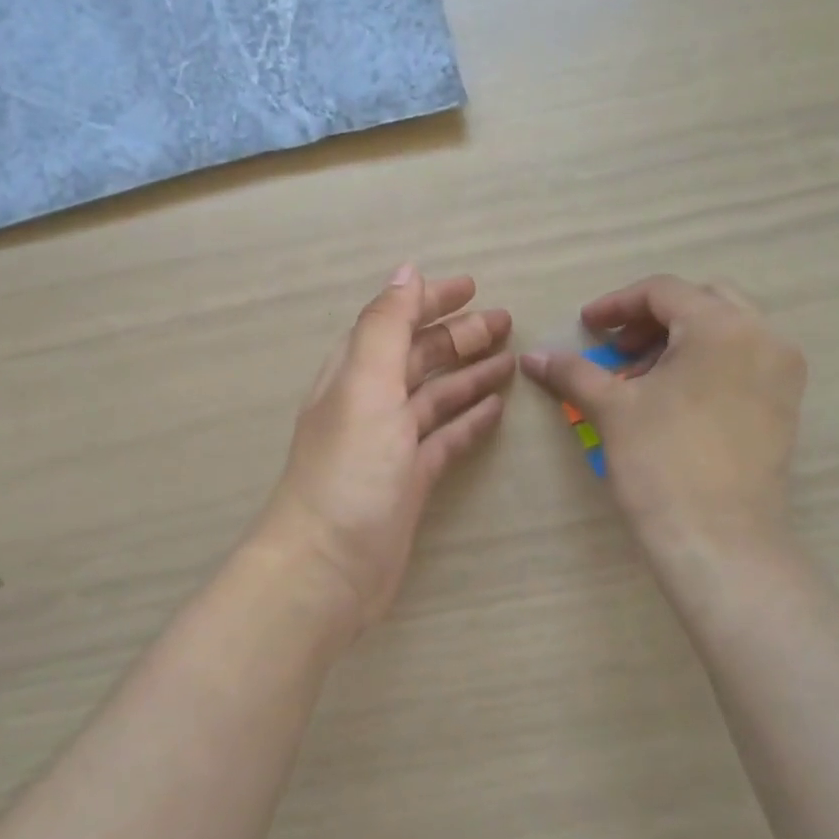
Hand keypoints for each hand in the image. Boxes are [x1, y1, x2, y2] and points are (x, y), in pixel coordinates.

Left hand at [255, 266, 514, 638]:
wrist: (327, 568)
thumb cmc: (348, 471)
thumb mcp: (365, 386)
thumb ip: (385, 327)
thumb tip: (407, 271)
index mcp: (354, 375)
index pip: (394, 323)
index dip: (429, 302)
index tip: (473, 287)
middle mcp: (371, 404)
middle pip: (418, 358)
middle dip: (459, 336)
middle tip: (506, 321)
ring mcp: (391, 446)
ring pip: (435, 398)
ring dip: (469, 375)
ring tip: (510, 360)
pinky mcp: (410, 481)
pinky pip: (445, 439)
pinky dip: (468, 421)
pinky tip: (495, 409)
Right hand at [521, 275, 806, 559]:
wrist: (719, 540)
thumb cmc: (662, 464)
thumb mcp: (612, 410)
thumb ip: (573, 372)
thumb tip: (533, 357)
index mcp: (723, 326)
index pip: (664, 292)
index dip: (617, 305)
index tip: (586, 327)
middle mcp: (764, 336)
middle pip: (702, 301)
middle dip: (652, 318)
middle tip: (617, 348)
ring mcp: (782, 371)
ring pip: (725, 330)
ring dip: (678, 340)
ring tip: (638, 377)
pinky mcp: (784, 404)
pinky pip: (742, 360)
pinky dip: (704, 362)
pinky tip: (672, 397)